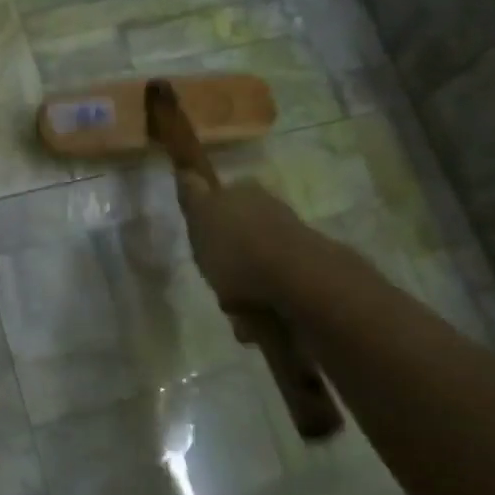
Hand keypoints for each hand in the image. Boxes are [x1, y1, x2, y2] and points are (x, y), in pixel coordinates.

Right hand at [174, 174, 312, 311]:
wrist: (296, 283)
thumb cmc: (238, 248)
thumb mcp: (201, 215)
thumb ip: (192, 194)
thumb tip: (186, 170)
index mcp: (247, 193)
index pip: (222, 201)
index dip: (209, 225)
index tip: (201, 248)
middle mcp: (273, 213)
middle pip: (240, 240)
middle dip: (227, 265)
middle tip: (215, 284)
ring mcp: (294, 247)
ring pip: (256, 271)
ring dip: (243, 294)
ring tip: (236, 313)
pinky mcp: (308, 279)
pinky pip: (273, 297)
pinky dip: (262, 312)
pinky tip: (256, 323)